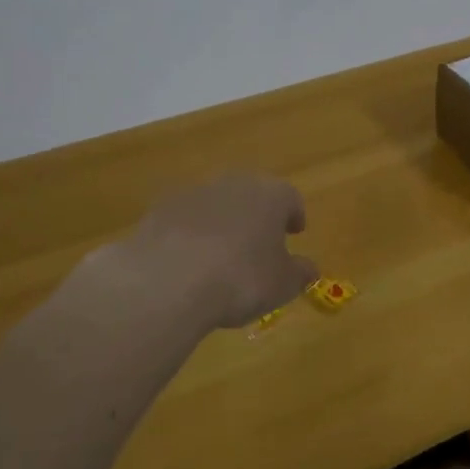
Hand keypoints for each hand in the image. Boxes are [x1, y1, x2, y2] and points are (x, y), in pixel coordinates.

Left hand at [104, 172, 319, 332]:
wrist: (168, 281)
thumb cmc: (241, 279)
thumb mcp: (283, 284)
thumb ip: (300, 272)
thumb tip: (309, 268)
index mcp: (271, 195)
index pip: (290, 198)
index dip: (294, 215)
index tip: (295, 232)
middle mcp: (234, 184)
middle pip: (252, 194)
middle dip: (257, 215)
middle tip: (259, 242)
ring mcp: (194, 193)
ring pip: (217, 204)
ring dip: (222, 223)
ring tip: (221, 256)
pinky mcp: (160, 209)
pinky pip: (185, 219)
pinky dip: (190, 234)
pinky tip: (188, 262)